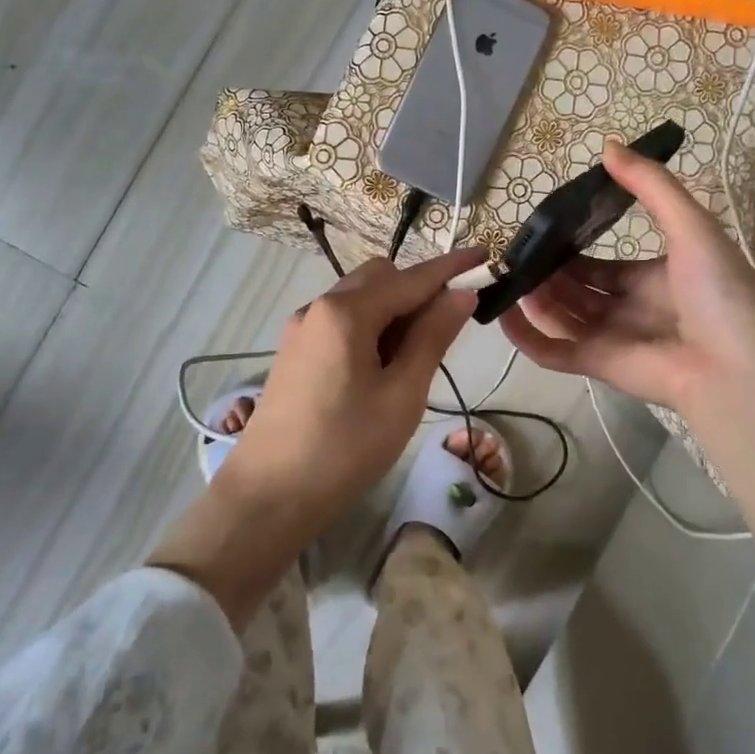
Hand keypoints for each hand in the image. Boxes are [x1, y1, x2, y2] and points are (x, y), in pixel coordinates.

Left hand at [223, 248, 484, 530]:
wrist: (268, 497)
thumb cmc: (344, 448)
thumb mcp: (402, 395)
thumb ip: (432, 337)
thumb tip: (461, 293)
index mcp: (346, 312)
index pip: (412, 278)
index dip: (452, 267)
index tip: (486, 255)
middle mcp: (319, 307)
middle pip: (380, 277)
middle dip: (418, 290)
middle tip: (448, 329)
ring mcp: (302, 328)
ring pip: (359, 298)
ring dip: (394, 311)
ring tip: (416, 358)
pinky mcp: (295, 351)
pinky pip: (341, 321)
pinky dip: (370, 327)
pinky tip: (382, 368)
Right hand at [499, 142, 754, 431]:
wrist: (740, 369)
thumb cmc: (720, 292)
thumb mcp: (692, 226)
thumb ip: (650, 187)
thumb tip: (608, 144)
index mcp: (656, 278)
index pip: (605, 265)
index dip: (574, 248)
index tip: (543, 230)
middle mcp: (632, 308)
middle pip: (579, 290)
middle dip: (548, 273)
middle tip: (515, 253)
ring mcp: (614, 339)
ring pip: (562, 317)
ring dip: (534, 298)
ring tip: (505, 275)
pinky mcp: (599, 366)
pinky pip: (554, 352)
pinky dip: (527, 337)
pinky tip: (503, 314)